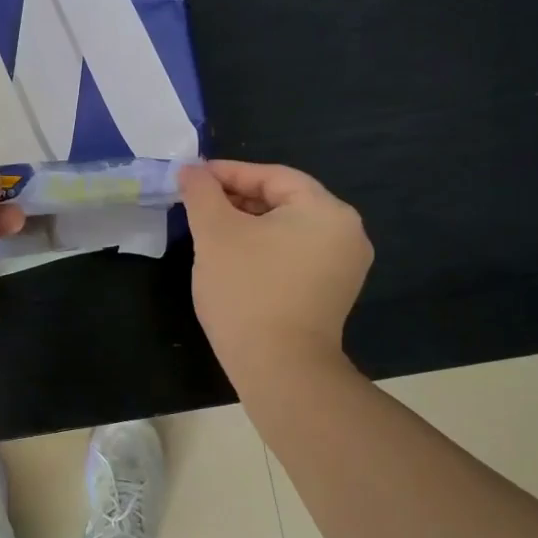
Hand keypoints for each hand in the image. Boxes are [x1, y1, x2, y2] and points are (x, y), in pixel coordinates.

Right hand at [178, 161, 372, 385]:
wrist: (279, 367)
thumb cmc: (247, 290)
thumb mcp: (215, 233)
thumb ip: (202, 193)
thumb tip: (191, 170)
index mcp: (326, 210)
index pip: (272, 176)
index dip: (228, 172)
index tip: (192, 177)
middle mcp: (346, 232)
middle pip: (283, 200)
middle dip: (237, 199)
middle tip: (197, 204)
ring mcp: (344, 265)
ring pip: (288, 229)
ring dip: (248, 224)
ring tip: (209, 229)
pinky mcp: (332, 292)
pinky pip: (295, 254)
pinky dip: (265, 248)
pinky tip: (234, 258)